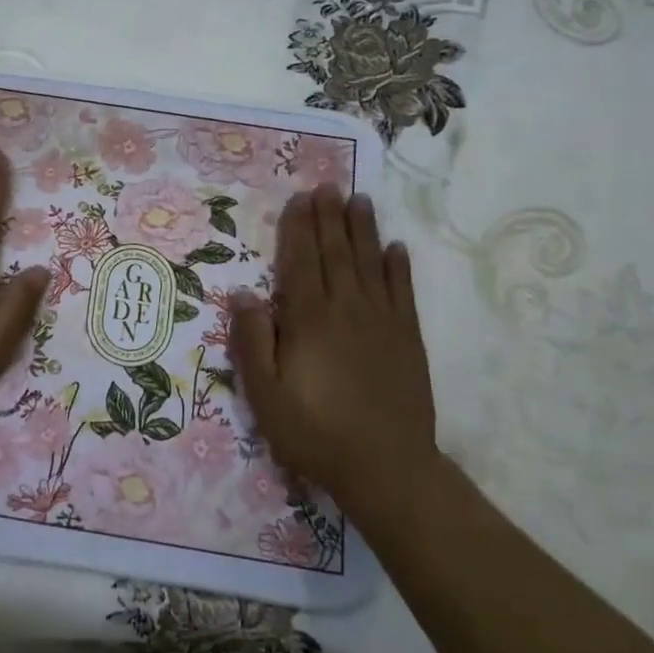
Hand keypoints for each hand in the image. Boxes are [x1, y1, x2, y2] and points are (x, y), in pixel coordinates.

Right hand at [229, 185, 439, 525]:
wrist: (386, 467)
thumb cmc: (314, 432)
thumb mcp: (265, 393)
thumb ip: (253, 341)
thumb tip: (246, 294)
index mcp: (309, 320)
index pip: (301, 262)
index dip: (298, 228)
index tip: (299, 198)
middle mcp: (347, 310)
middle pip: (336, 254)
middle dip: (329, 217)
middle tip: (328, 185)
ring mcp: (382, 323)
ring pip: (370, 264)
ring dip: (363, 230)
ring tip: (359, 200)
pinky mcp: (408, 340)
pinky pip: (403, 293)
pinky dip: (399, 267)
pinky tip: (397, 248)